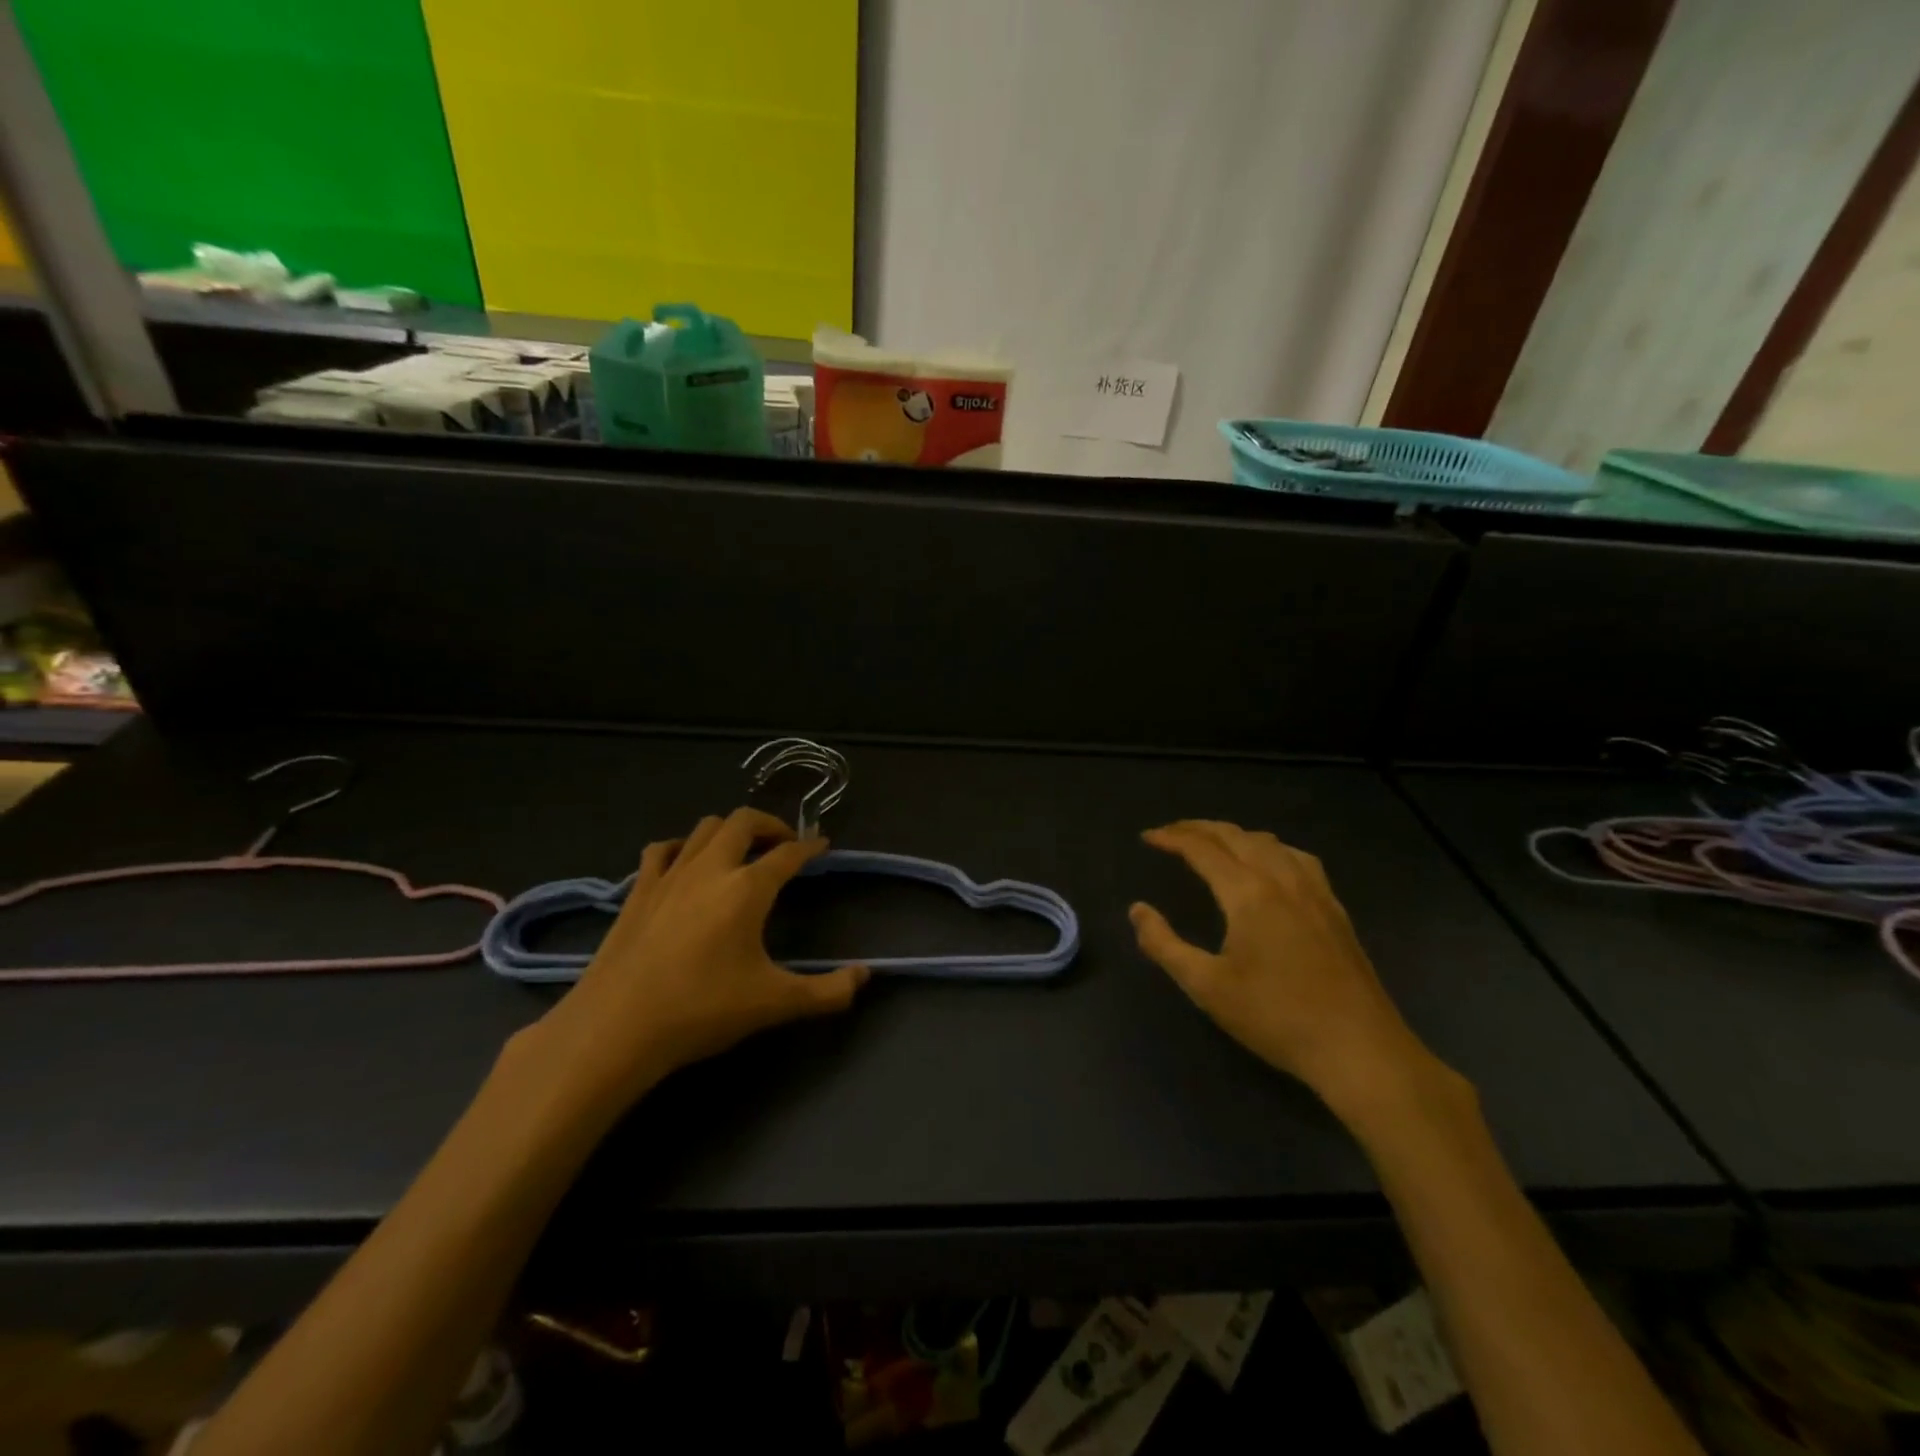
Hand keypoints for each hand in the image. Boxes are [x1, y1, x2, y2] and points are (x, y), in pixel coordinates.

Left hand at [528, 808, 868, 1111]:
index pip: (788, 854)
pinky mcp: (638, 891)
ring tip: (741, 851)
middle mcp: (710, 868)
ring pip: (704, 828)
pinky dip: (682, 848)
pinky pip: (663, 850)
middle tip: (783, 845)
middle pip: (743, 821)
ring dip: (729, 831)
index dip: (809, 847)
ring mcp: (669, 876)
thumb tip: (866, 977)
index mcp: (747, 888)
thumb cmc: (702, 1010)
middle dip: (769, 825)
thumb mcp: (775, 1003)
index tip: (822, 845)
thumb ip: (827, 991)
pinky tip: (686, 865)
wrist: (616, 1027)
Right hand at [1129, 820, 1448, 1117]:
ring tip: (1213, 844)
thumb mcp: (1206, 986)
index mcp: (1249, 893)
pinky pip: (1298, 858)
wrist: (1358, 1048)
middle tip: (1171, 833)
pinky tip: (1270, 866)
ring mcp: (1315, 891)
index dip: (1172, 838)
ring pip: (1269, 842)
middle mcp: (1282, 879)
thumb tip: (1137, 909)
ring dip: (1235, 835)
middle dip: (1199, 828)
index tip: (1147, 837)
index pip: (1203, 849)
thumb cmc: (1275, 1017)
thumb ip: (1164, 944)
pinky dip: (1270, 848)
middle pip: (1236, 836)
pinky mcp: (1334, 908)